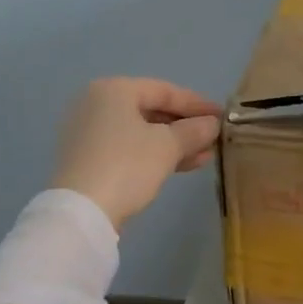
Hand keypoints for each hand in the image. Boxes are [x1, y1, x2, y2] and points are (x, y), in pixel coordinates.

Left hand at [51, 78, 222, 229]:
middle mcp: (96, 104)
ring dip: (174, 143)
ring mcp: (88, 132)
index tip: (222, 115)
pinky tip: (182, 165)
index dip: (197, 104)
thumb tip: (212, 124)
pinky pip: (127, 147)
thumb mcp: (167, 146)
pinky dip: (153, 154)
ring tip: (205, 155)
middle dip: (185, 126)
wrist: (80, 214)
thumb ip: (193, 131)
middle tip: (214, 137)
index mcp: (113, 90)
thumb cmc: (126, 166)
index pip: (164, 90)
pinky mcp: (86, 158)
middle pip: (151, 110)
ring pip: (141, 132)